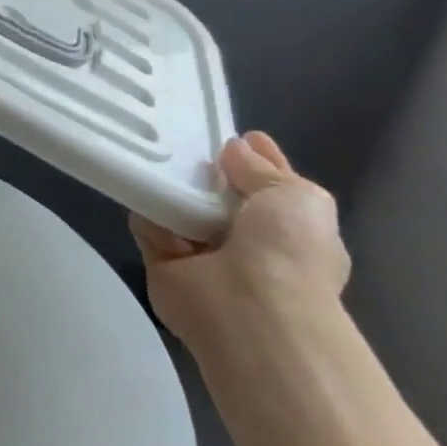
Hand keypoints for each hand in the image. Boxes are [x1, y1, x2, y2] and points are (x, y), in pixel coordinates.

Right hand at [130, 131, 350, 348]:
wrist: (250, 311)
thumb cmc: (287, 252)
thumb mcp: (298, 197)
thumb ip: (264, 170)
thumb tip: (236, 151)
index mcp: (289, 230)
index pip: (273, 187)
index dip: (261, 160)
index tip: (243, 135)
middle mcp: (249, 243)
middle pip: (222, 196)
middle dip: (207, 173)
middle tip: (184, 142)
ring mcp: (205, 256)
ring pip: (181, 209)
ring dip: (173, 191)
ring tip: (157, 163)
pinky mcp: (163, 264)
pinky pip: (148, 227)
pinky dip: (148, 216)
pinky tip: (151, 204)